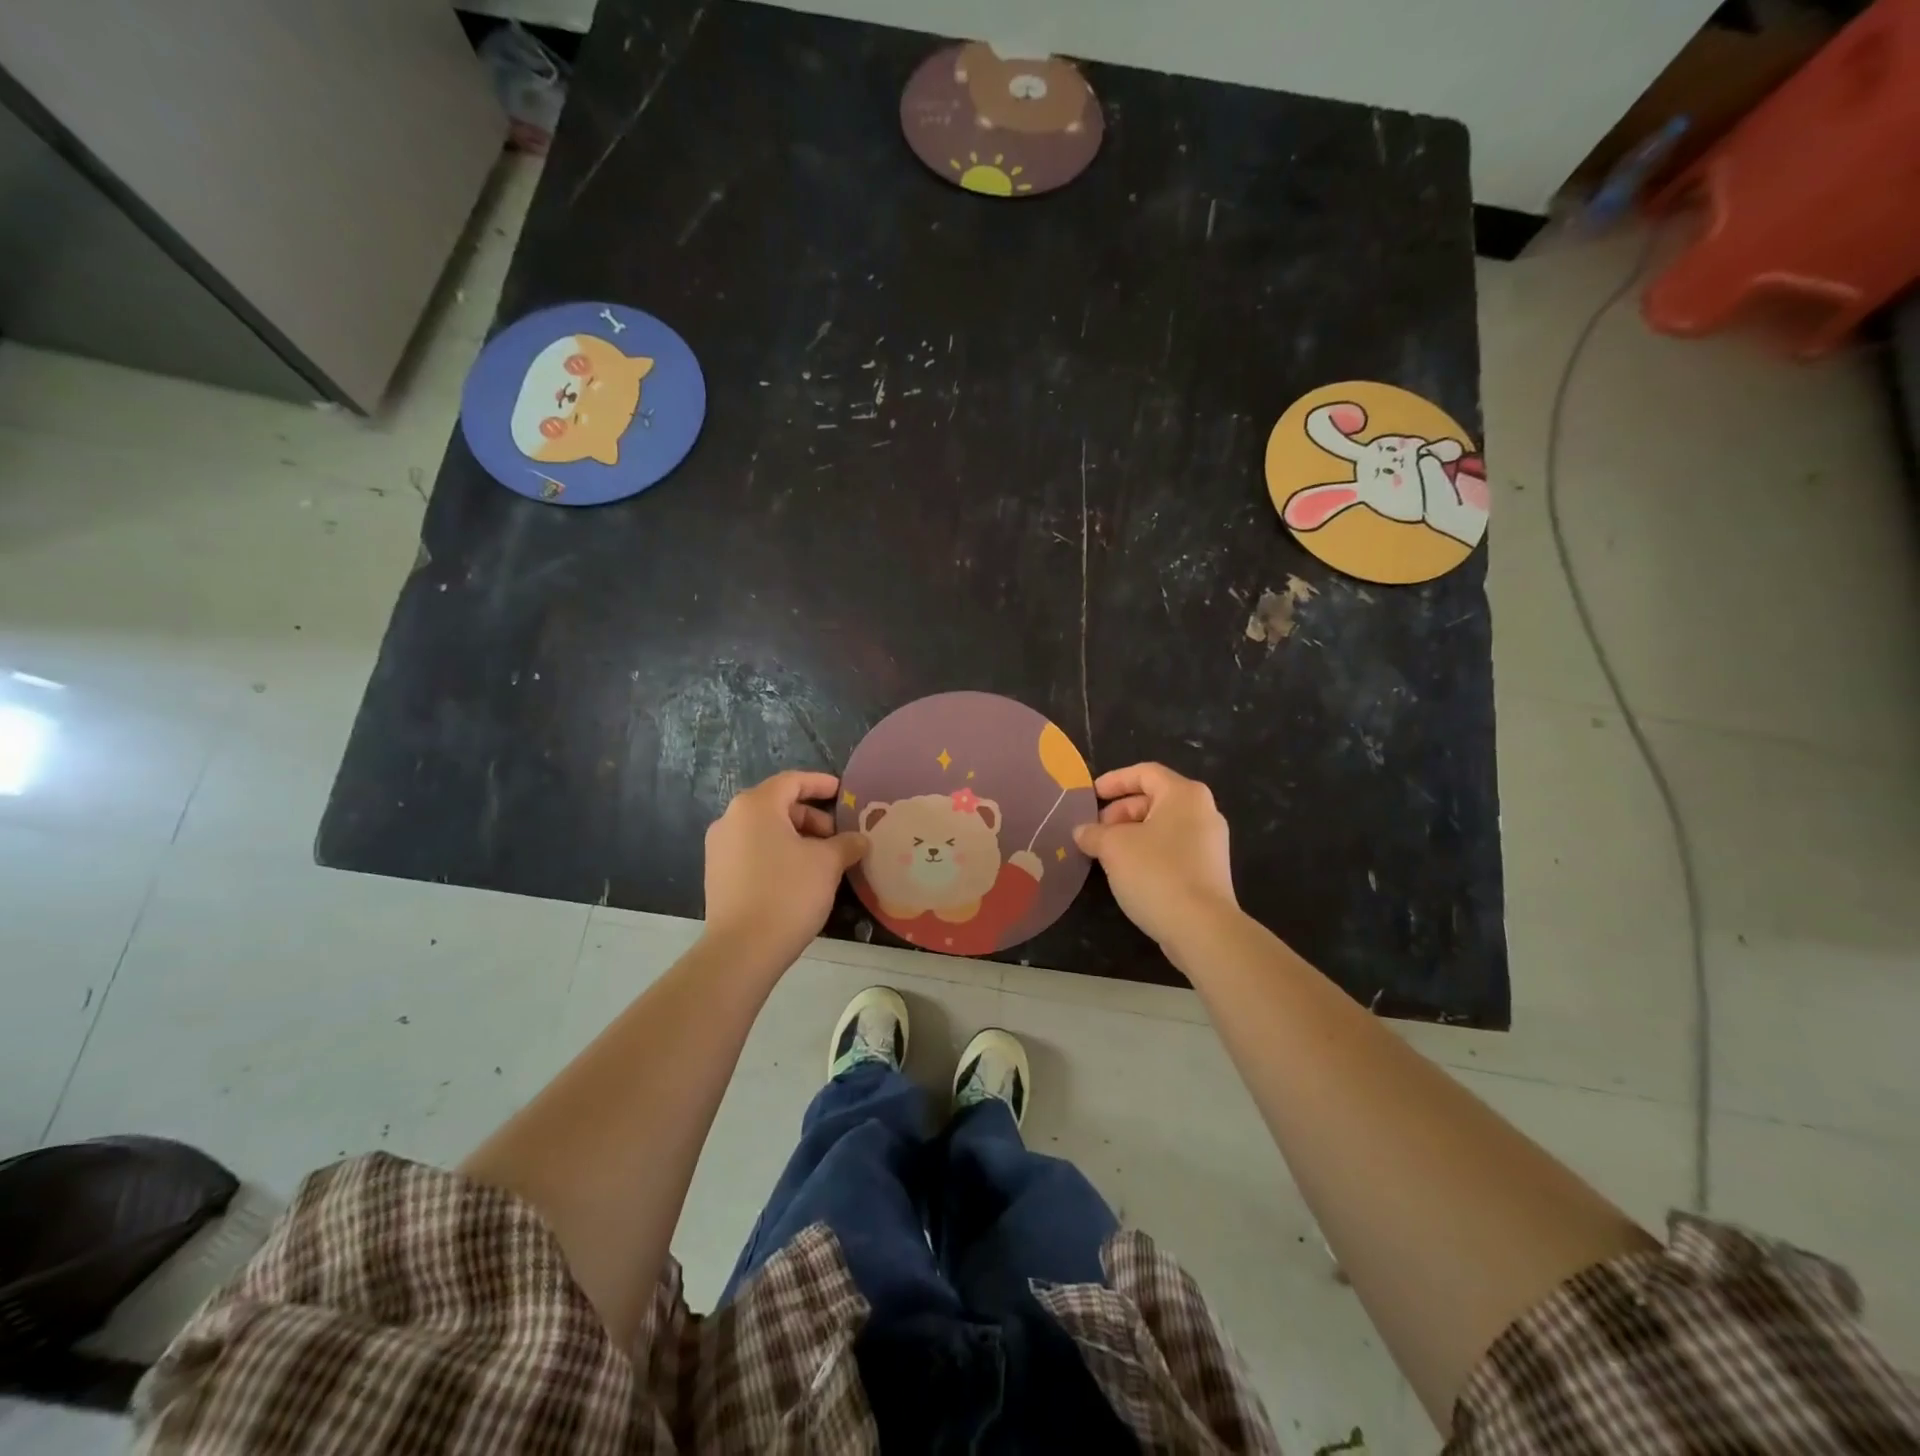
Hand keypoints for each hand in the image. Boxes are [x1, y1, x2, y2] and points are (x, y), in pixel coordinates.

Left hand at [704, 771, 865, 966]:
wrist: (742, 949)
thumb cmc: (788, 893)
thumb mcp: (828, 863)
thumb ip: (846, 843)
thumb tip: (859, 840)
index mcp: (755, 806)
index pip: (792, 781)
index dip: (820, 784)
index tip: (842, 792)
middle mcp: (730, 819)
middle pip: (777, 805)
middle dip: (812, 817)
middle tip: (838, 838)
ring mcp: (719, 849)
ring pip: (765, 830)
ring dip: (796, 838)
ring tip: (823, 861)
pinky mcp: (717, 875)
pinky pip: (753, 851)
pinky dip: (778, 854)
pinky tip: (800, 878)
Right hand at [1074, 763, 1237, 949]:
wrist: (1202, 928)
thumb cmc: (1156, 873)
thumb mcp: (1113, 847)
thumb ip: (1094, 833)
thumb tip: (1082, 832)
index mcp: (1184, 794)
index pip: (1145, 772)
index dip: (1114, 781)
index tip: (1090, 796)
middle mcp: (1203, 812)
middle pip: (1154, 799)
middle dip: (1119, 812)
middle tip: (1095, 831)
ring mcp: (1210, 843)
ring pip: (1162, 827)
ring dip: (1131, 835)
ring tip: (1105, 853)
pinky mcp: (1209, 871)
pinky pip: (1172, 849)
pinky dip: (1147, 852)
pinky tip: (1127, 873)